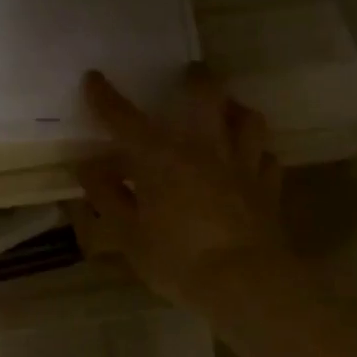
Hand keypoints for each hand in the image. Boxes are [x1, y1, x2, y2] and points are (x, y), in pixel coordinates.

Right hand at [71, 66, 300, 315]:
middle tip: (190, 73)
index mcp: (161, 157)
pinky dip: (258, 154)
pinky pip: (268, 158)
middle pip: (206, 97)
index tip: (94, 78)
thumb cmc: (177, 259)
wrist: (245, 284)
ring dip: (235, 109)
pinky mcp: (268, 188)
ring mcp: (242, 165)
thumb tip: (87, 167)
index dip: (106, 97)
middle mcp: (204, 148)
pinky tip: (251, 160)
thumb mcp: (127, 234)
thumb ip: (106, 196)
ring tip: (227, 110)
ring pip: (248, 120)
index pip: (125, 119)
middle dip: (196, 79)